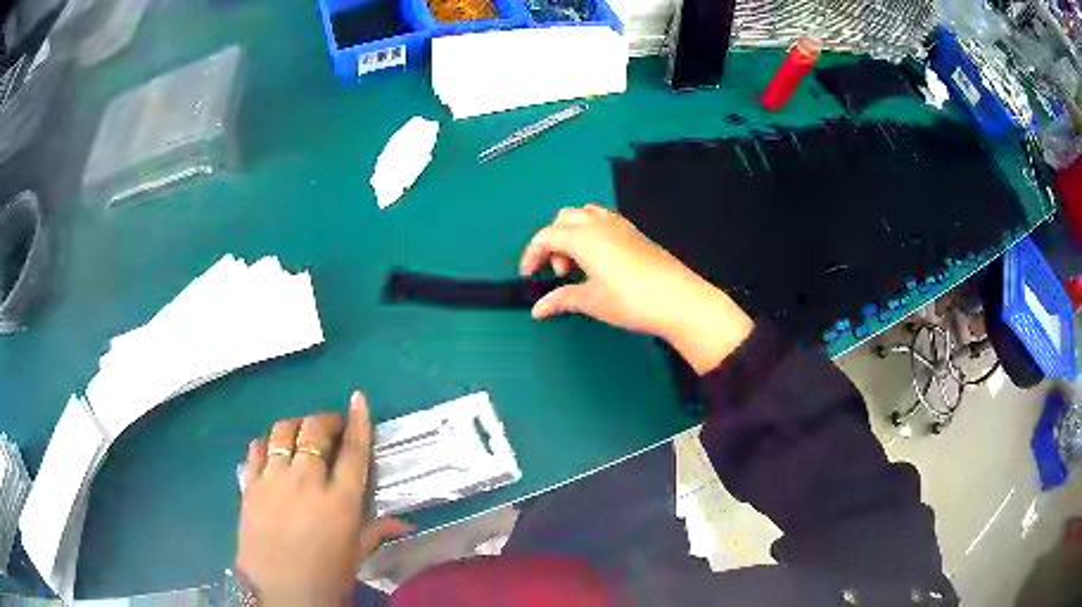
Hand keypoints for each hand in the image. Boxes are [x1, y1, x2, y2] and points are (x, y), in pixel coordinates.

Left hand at [237, 392, 410, 606]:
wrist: (278, 591)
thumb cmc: (325, 576)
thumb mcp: (355, 555)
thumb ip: (376, 531)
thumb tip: (404, 523)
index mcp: (339, 501)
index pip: (353, 451)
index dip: (358, 420)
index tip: (359, 399)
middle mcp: (306, 482)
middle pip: (314, 431)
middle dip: (325, 420)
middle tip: (331, 427)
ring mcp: (274, 480)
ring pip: (282, 432)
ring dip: (295, 426)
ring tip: (300, 434)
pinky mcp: (250, 485)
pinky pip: (256, 449)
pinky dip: (266, 442)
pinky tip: (271, 449)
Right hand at [520, 204, 753, 373]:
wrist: (679, 300)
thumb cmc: (630, 301)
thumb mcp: (591, 301)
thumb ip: (561, 300)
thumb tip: (537, 310)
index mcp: (583, 236)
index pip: (547, 236)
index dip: (532, 254)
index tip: (528, 276)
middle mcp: (599, 223)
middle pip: (564, 220)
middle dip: (553, 242)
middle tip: (560, 273)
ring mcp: (620, 225)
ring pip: (585, 215)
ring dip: (573, 234)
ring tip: (579, 265)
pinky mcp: (635, 233)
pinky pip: (604, 220)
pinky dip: (591, 233)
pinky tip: (601, 260)